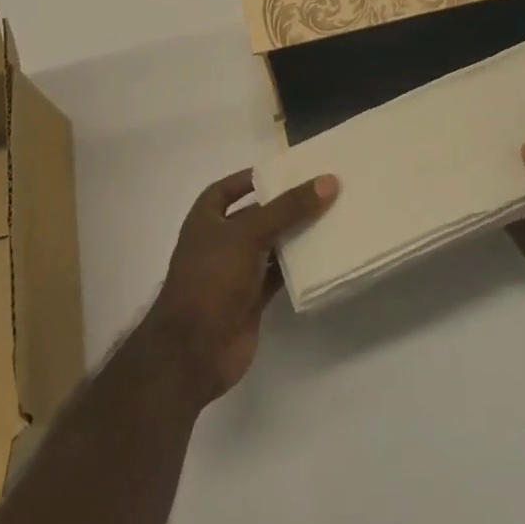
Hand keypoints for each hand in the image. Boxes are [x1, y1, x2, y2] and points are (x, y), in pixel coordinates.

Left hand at [142, 167, 337, 407]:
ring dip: (294, 235)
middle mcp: (220, 241)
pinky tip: (323, 254)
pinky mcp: (251, 299)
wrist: (194, 352)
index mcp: (206, 219)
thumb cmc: (212, 278)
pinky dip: (297, 265)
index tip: (286, 171)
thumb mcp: (249, 233)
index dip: (252, 178)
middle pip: (256, 215)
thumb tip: (328, 180)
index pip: (228, 188)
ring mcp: (235, 272)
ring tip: (330, 216)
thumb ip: (288, 208)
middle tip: (320, 190)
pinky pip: (278, 273)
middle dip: (283, 205)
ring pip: (270, 245)